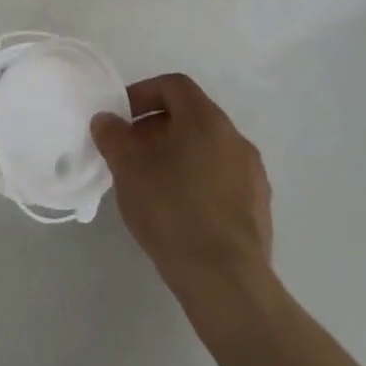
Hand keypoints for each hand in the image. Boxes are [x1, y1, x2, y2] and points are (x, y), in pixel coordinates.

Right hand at [91, 73, 274, 303]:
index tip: (121, 118)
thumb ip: (113, 136)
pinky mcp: (258, 207)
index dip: (143, 93)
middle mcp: (235, 139)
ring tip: (150, 181)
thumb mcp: (128, 169)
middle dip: (156, 127)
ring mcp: (252, 174)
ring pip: (207, 148)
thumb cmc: (172, 210)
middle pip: (191, 116)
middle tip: (130, 151)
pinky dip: (196, 179)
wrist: (225, 280)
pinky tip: (177, 209)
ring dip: (176, 153)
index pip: (174, 86)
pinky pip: (221, 177)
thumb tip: (107, 120)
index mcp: (206, 121)